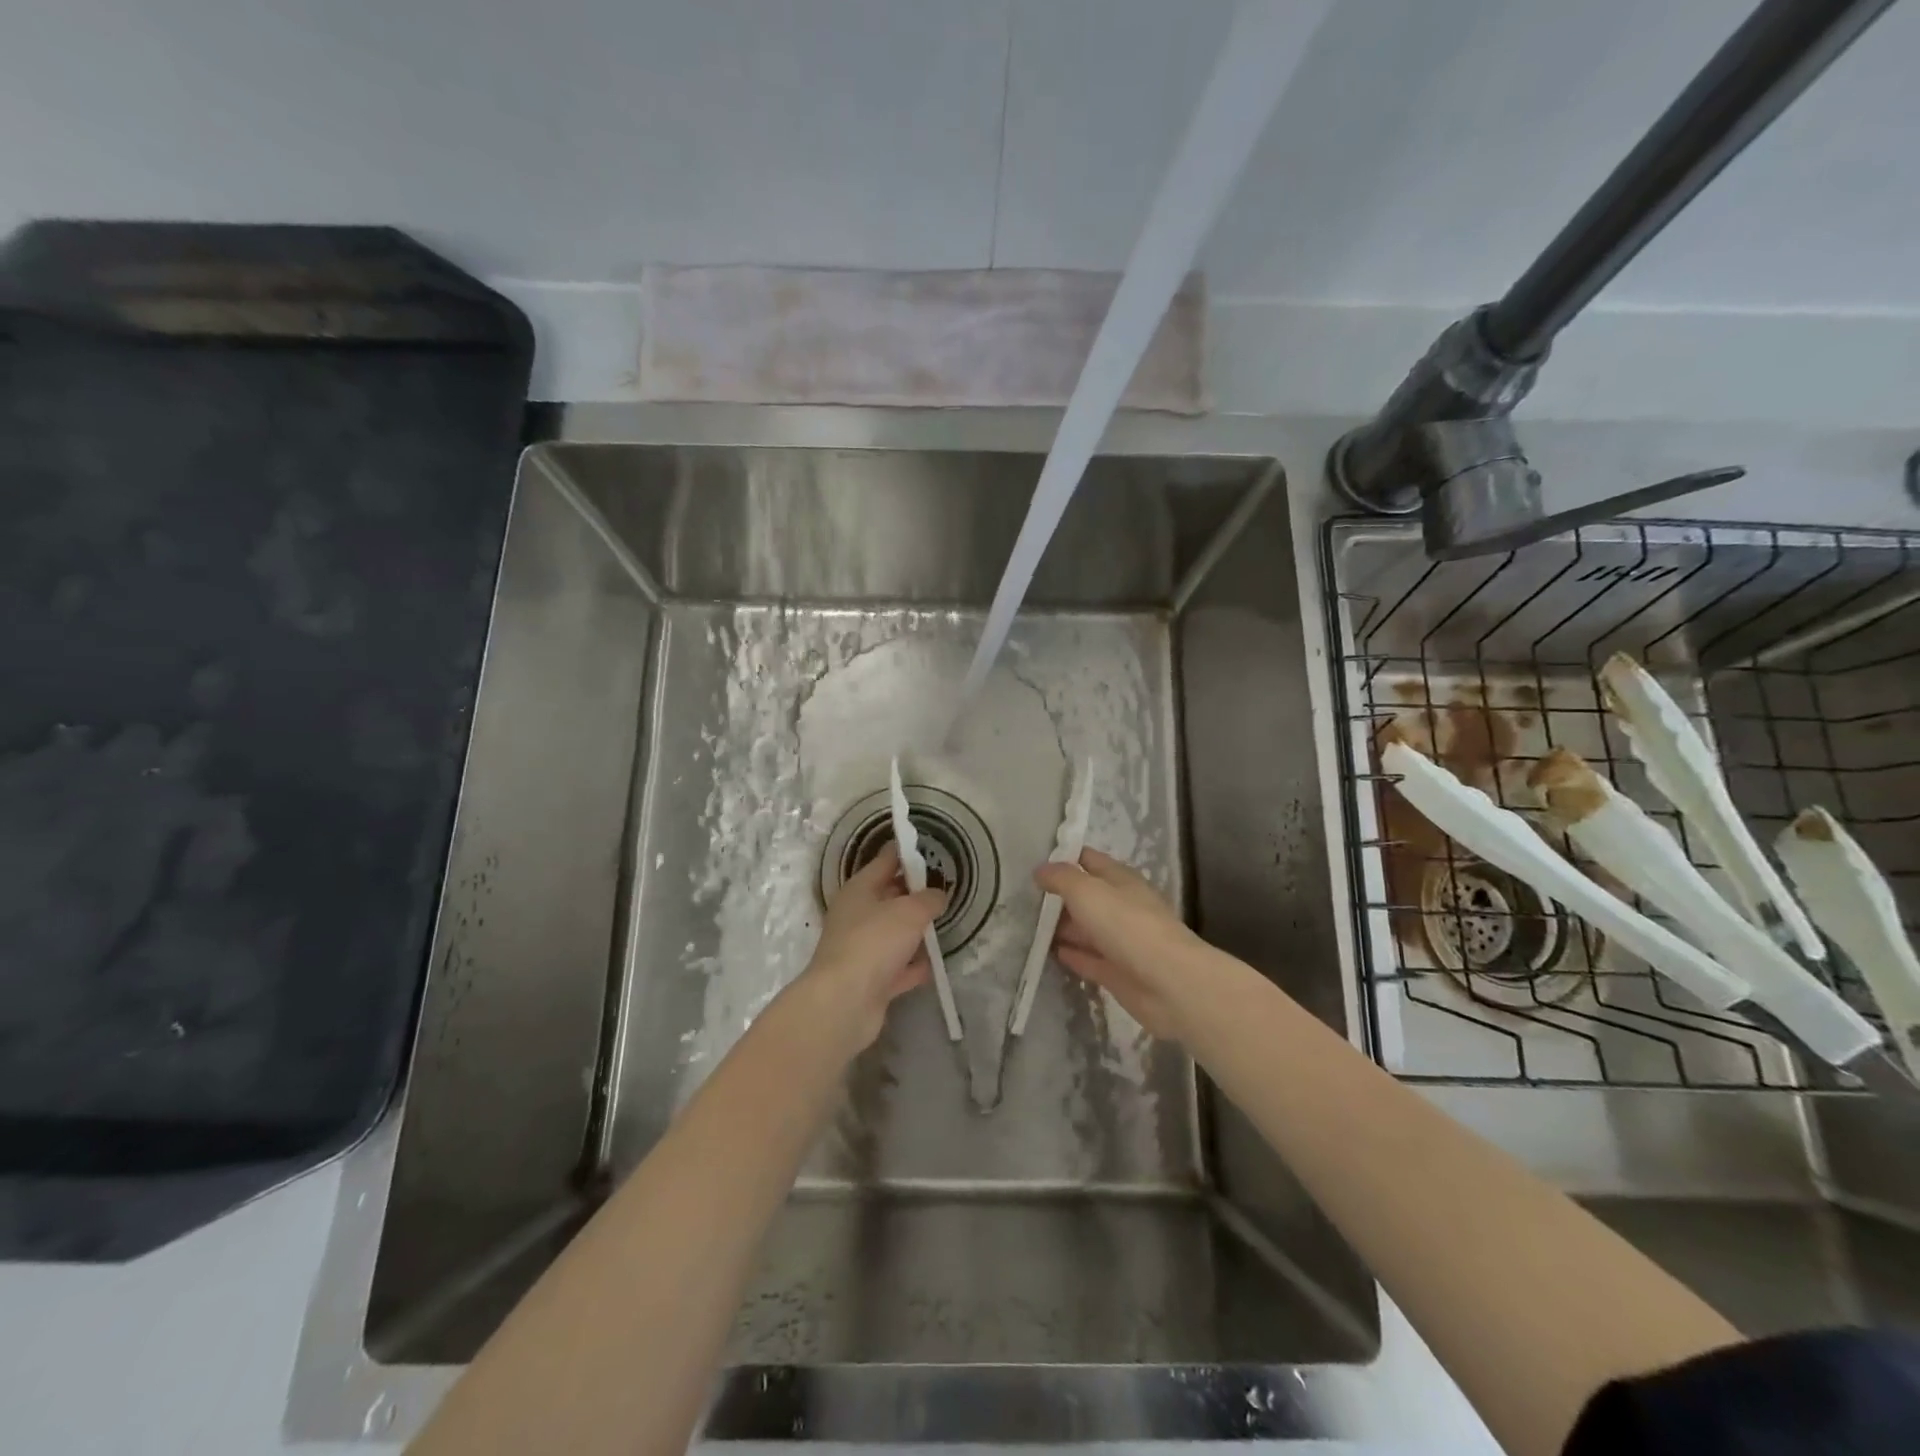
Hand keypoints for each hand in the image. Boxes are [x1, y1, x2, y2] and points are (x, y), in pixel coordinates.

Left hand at [797, 842, 945, 1050]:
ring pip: (893, 933)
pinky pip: (897, 967)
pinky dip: (912, 965)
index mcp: (859, 889)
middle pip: (889, 897)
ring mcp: (862, 950)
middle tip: (945, 888)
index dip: (907, 853)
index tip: (931, 848)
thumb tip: (937, 896)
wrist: (845, 1003)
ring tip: (944, 924)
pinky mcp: (870, 981)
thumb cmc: (874, 942)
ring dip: (915, 931)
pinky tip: (933, 964)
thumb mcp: (910, 911)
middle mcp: (857, 915)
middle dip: (915, 893)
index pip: (885, 861)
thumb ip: (929, 899)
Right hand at [1034, 848, 1205, 1040]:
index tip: (1033, 863)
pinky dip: (1071, 954)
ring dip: (1061, 927)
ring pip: (1085, 929)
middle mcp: (1121, 906)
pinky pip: (1088, 958)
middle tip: (1022, 898)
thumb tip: (1040, 870)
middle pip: (1085, 896)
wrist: (1169, 983)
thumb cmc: (1127, 926)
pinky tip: (1049, 953)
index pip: (1088, 860)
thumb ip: (1061, 878)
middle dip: (1058, 896)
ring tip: (1027, 926)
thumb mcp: (1087, 891)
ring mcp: (1121, 941)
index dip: (1063, 858)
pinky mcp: (1118, 973)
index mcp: (1120, 880)